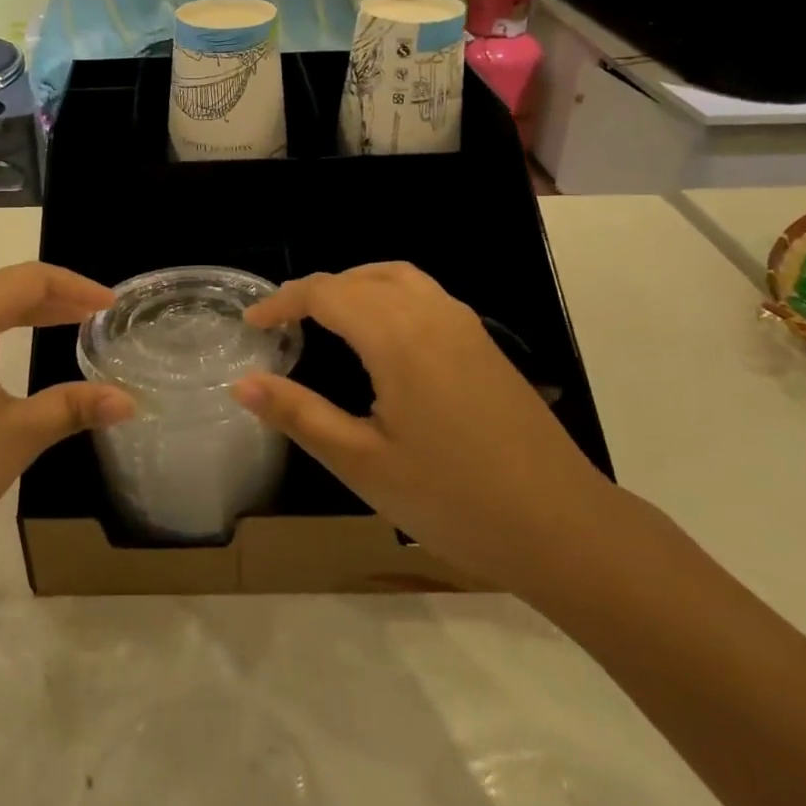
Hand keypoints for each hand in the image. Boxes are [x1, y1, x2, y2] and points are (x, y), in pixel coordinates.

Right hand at [234, 263, 613, 596]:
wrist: (565, 527)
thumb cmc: (454, 499)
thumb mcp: (362, 463)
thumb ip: (299, 414)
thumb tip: (241, 383)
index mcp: (397, 336)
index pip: (326, 293)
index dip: (282, 302)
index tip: (251, 324)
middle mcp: (431, 313)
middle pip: (360, 278)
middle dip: (314, 292)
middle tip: (281, 325)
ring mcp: (464, 325)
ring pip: (396, 278)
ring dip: (354, 286)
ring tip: (325, 319)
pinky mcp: (485, 344)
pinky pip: (424, 294)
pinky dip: (386, 295)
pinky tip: (381, 338)